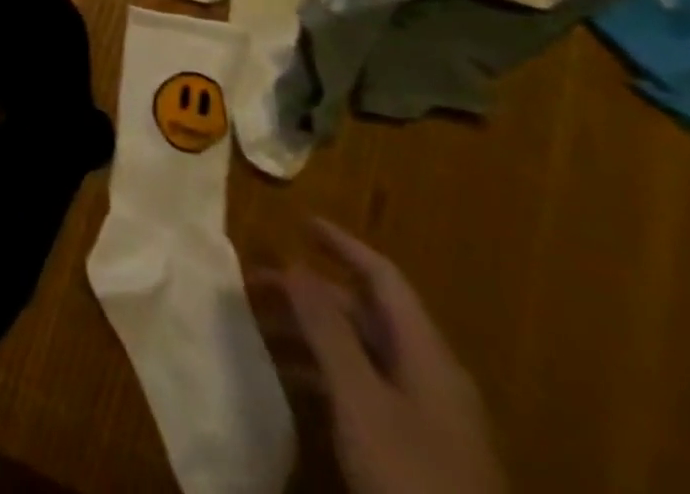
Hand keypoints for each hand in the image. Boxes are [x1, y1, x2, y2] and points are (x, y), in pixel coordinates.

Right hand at [280, 219, 505, 493]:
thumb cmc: (411, 475)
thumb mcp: (360, 399)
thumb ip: (327, 329)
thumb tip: (295, 263)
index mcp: (427, 353)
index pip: (383, 277)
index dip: (342, 244)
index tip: (299, 220)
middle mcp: (431, 376)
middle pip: (367, 315)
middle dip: (311, 294)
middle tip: (257, 284)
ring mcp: (429, 418)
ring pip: (363, 353)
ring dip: (313, 334)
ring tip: (262, 331)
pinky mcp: (420, 452)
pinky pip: (366, 389)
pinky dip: (326, 373)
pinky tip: (293, 385)